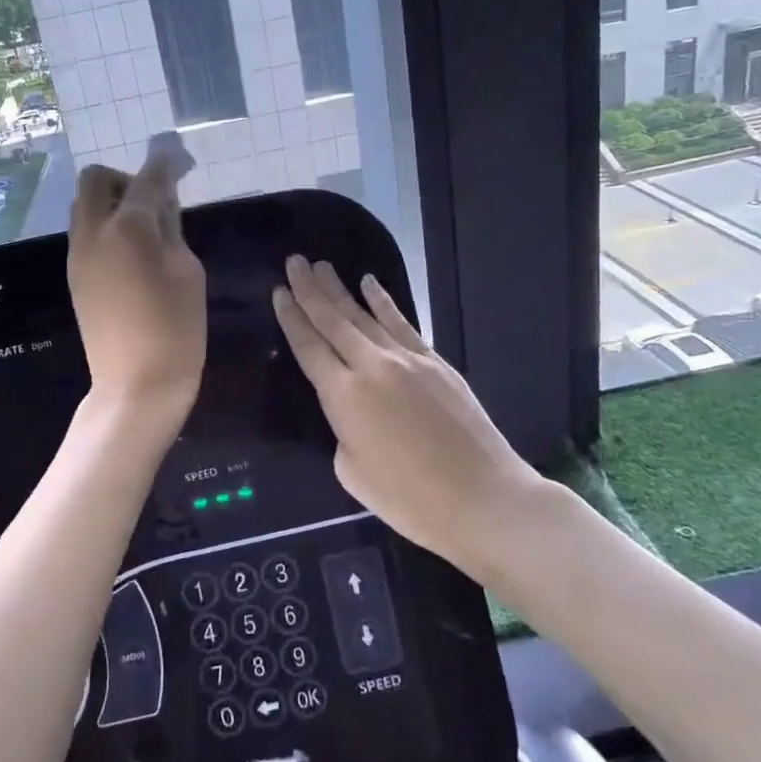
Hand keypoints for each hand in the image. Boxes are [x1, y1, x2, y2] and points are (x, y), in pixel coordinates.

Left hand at [68, 144, 205, 412]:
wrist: (136, 385)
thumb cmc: (176, 329)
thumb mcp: (187, 271)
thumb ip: (172, 228)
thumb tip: (163, 203)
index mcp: (128, 228)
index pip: (148, 179)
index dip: (166, 163)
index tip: (178, 157)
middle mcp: (93, 232)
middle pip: (96, 179)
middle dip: (127, 178)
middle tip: (156, 202)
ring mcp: (78, 254)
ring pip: (85, 205)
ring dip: (113, 202)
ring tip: (146, 230)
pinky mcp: (74, 274)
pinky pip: (84, 231)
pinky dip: (105, 226)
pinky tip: (131, 254)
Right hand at [272, 256, 546, 563]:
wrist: (482, 499)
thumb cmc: (410, 499)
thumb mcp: (352, 472)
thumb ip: (343, 432)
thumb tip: (352, 414)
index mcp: (343, 396)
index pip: (309, 347)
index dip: (291, 318)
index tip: (278, 291)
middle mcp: (371, 366)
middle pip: (333, 320)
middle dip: (310, 289)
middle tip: (294, 262)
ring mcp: (407, 360)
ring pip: (364, 315)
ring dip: (341, 289)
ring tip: (322, 266)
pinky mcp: (435, 362)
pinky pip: (401, 324)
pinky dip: (384, 302)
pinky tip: (370, 283)